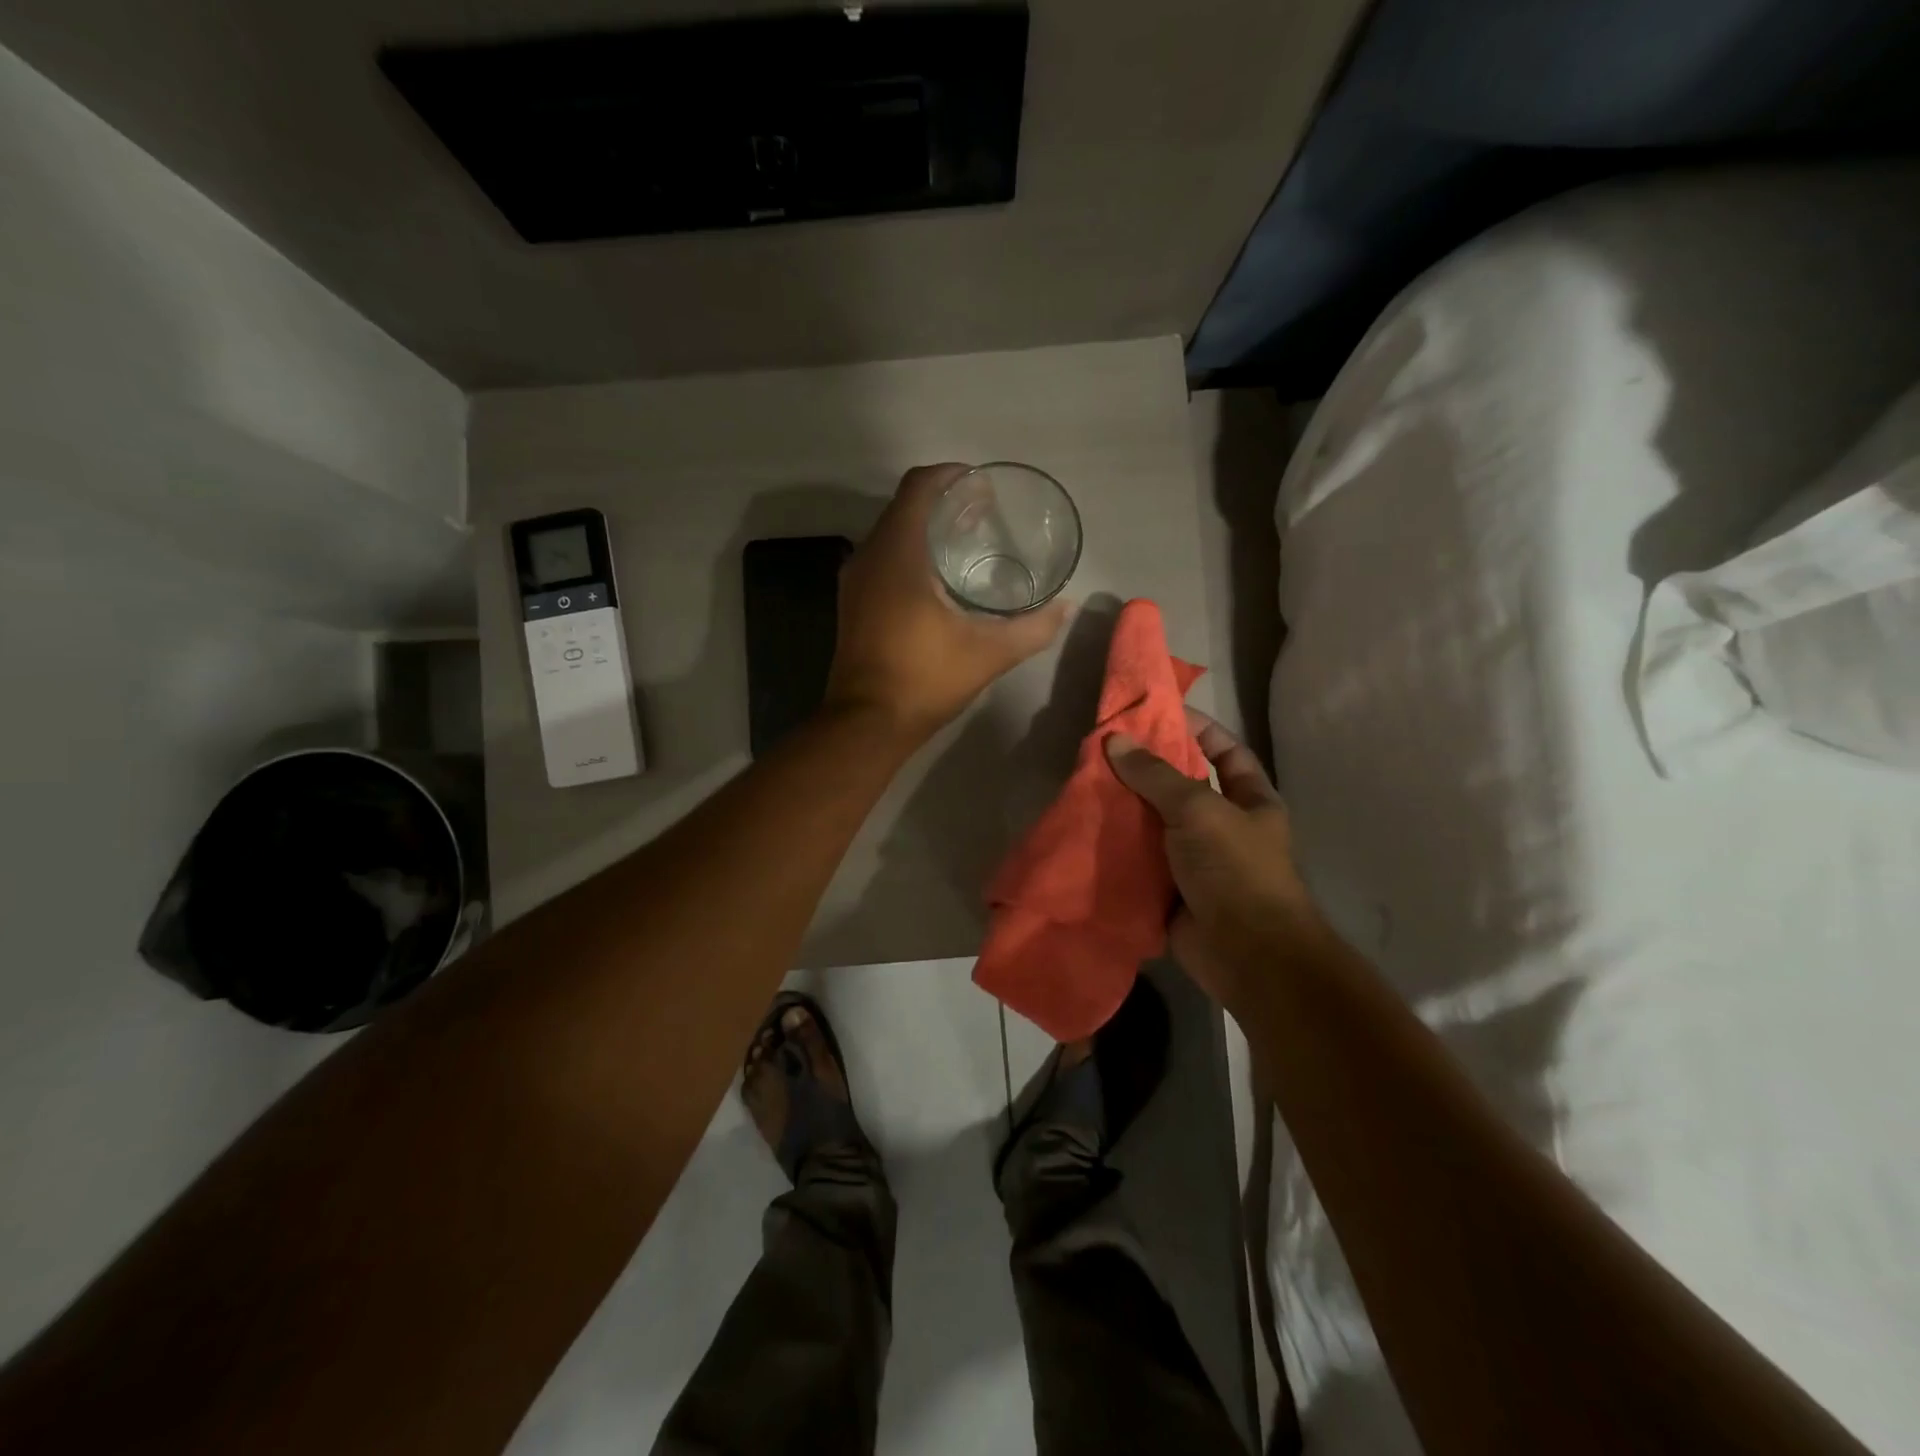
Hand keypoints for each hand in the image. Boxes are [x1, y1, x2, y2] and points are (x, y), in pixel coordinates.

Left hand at [826, 464, 1065, 740]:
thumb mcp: (988, 653)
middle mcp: (869, 556)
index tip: (982, 485)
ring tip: (966, 539)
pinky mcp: (853, 603)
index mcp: (898, 553)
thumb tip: (1065, 607)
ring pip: (892, 534)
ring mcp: (855, 581)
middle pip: (905, 507)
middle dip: (944, 502)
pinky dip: (910, 553)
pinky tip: (938, 578)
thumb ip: (1032, 628)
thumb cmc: (925, 679)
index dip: (951, 476)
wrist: (867, 723)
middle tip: (984, 512)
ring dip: (926, 529)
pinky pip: (883, 558)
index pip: (919, 487)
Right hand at [1105, 710, 1321, 1011]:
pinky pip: (1139, 859)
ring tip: (1086, 783)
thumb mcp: (1198, 810)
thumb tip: (1115, 739)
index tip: (1156, 713)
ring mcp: (1195, 860)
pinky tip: (1086, 829)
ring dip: (1125, 809)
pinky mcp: (1169, 889)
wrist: (1246, 954)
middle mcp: (1223, 826)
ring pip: (1155, 824)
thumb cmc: (1236, 869)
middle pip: (1182, 786)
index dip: (1197, 729)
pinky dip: (1117, 848)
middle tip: (1104, 749)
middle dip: (1146, 770)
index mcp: (1250, 801)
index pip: (1225, 751)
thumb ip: (1156, 775)